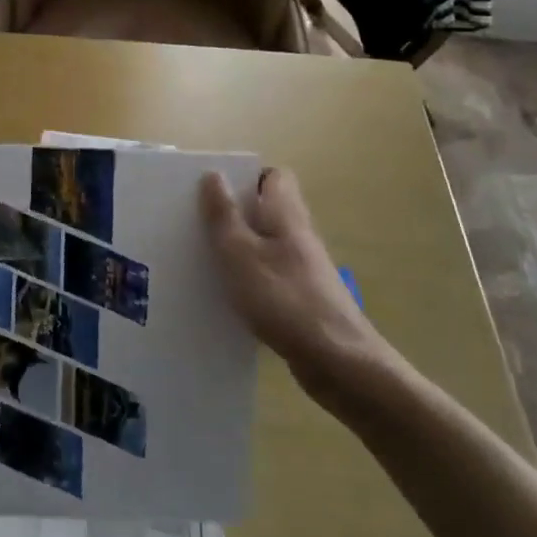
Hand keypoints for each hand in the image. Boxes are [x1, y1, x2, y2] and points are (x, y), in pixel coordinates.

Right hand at [200, 167, 401, 416]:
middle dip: (234, 213)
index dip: (246, 178)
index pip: (274, 177)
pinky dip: (248, 278)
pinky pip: (269, 275)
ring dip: (238, 247)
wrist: (338, 361)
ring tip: (203, 258)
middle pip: (267, 210)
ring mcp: (304, 269)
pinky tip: (227, 295)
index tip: (215, 192)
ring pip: (266, 244)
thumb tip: (213, 175)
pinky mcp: (302, 298)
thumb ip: (224, 215)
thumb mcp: (240, 253)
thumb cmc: (284, 299)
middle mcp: (299, 237)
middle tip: (198, 224)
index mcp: (286, 216)